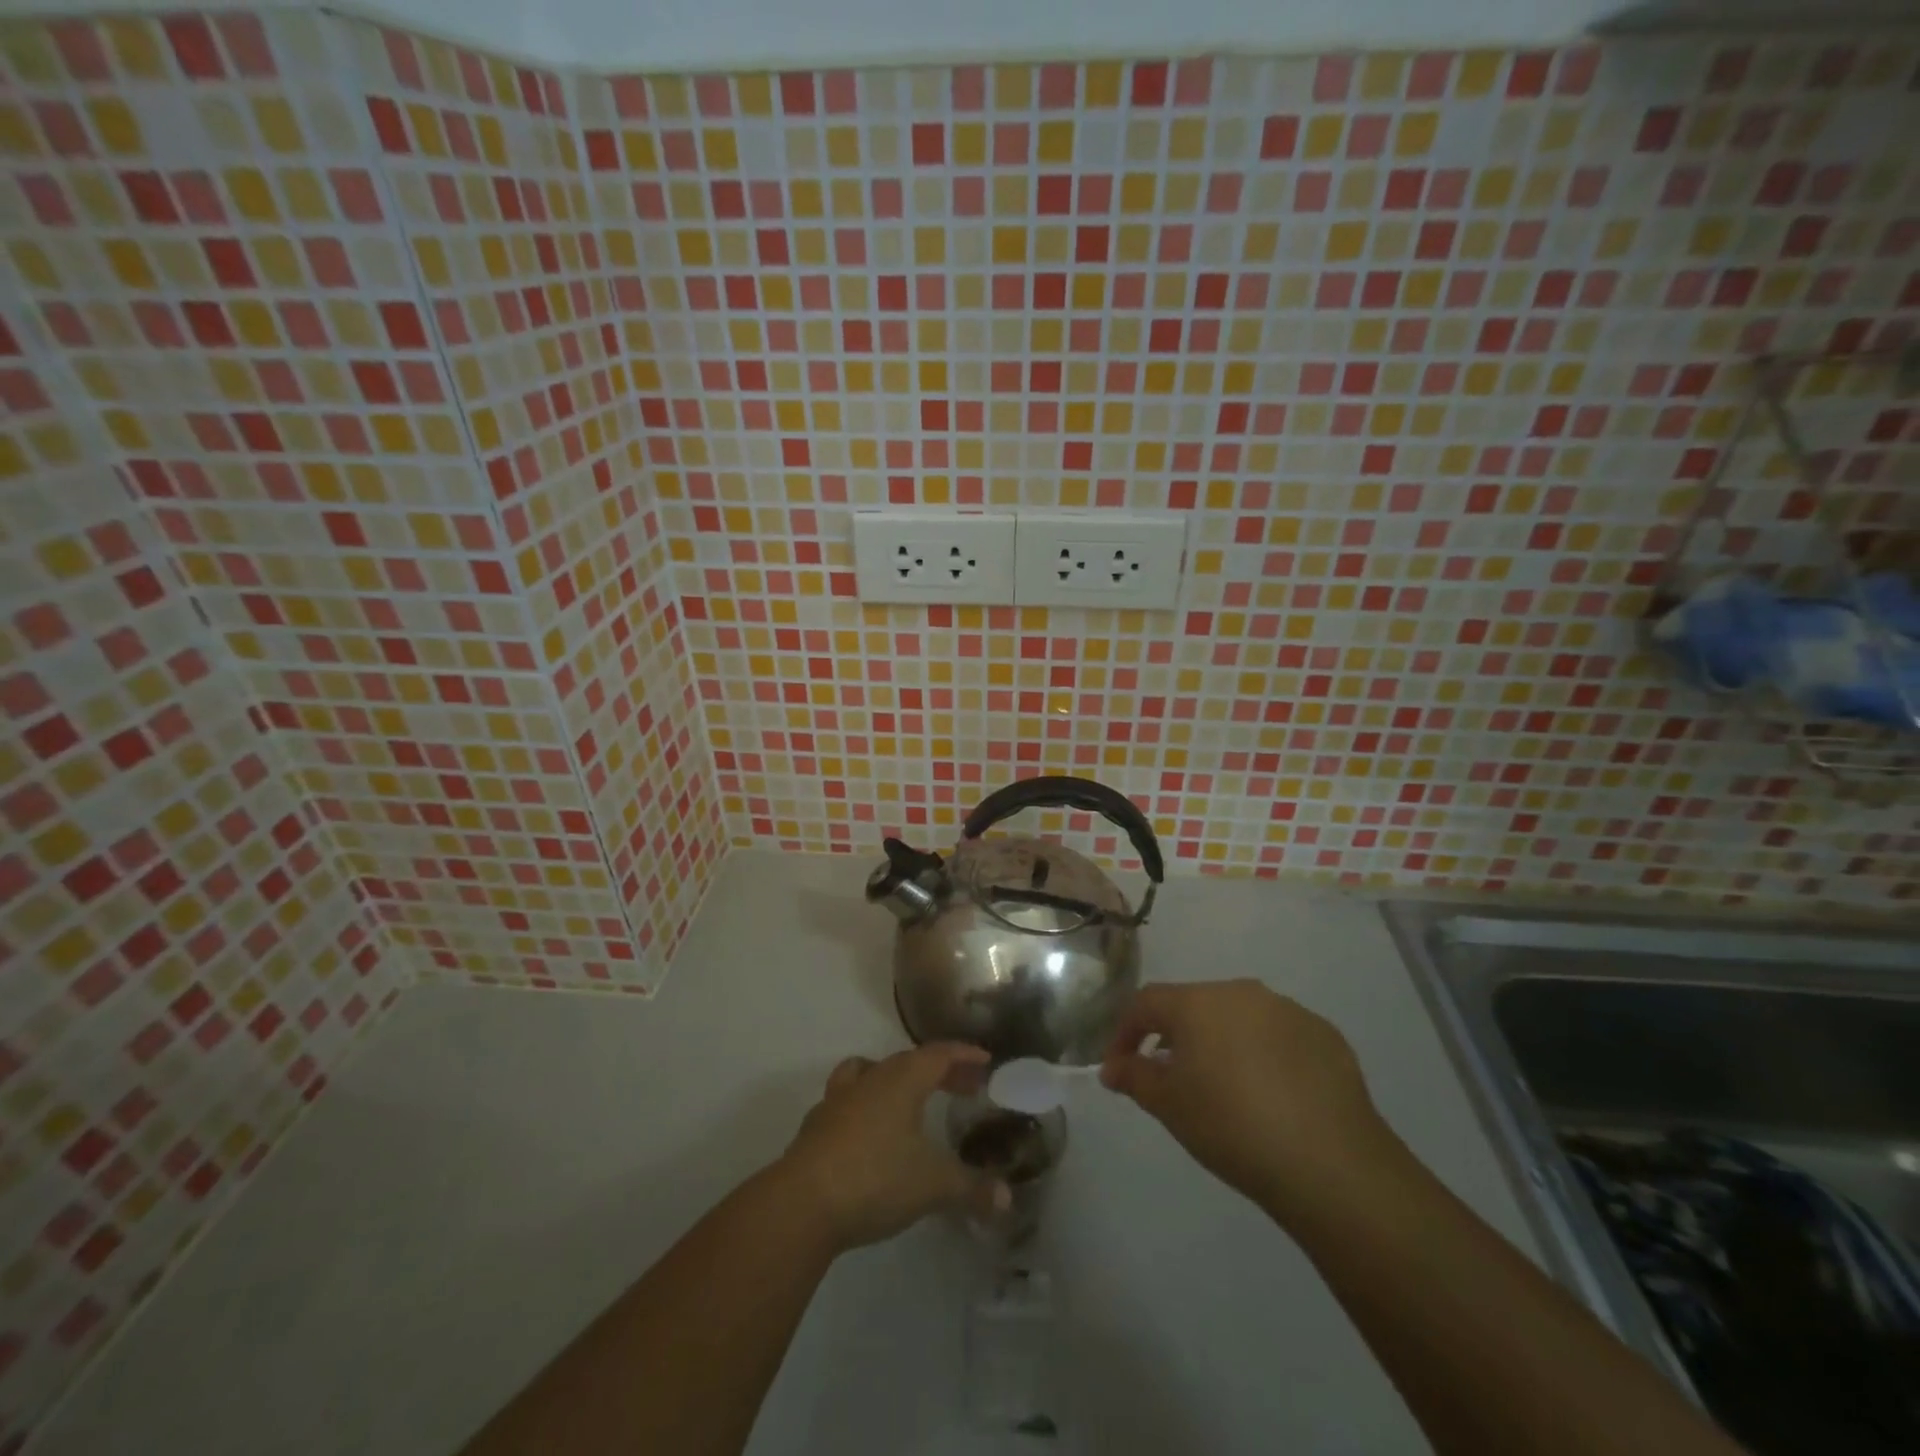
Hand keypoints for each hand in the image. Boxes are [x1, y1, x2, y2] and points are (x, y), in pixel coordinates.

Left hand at [779, 1044, 1009, 1253]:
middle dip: (940, 1070)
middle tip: (965, 1086)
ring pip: (869, 1072)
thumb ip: (971, 1188)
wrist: (802, 1203)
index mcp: (902, 1080)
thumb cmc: (875, 1178)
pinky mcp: (816, 1126)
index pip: (939, 1054)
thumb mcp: (933, 1185)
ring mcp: (838, 1100)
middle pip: (909, 1061)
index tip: (985, 1060)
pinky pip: (847, 1101)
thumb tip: (1006, 1198)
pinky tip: (871, 1133)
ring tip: (910, 1099)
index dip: (964, 1054)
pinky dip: (866, 1107)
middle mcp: (870, 1079)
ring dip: (894, 1080)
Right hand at [1100, 980, 1392, 1216]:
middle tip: (1172, 1077)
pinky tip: (1272, 1096)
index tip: (1118, 1066)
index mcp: (1198, 1002)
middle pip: (1195, 1005)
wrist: (1331, 1163)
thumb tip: (1112, 1067)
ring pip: (1240, 1019)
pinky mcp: (1326, 1036)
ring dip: (1223, 1044)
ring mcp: (1288, 1011)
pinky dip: (1265, 1056)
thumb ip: (1134, 1077)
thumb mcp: (1169, 1106)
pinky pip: (1280, 1037)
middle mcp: (1242, 992)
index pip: (1146, 1003)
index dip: (1125, 1032)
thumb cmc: (1232, 1126)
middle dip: (1176, 1036)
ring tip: (1224, 1088)